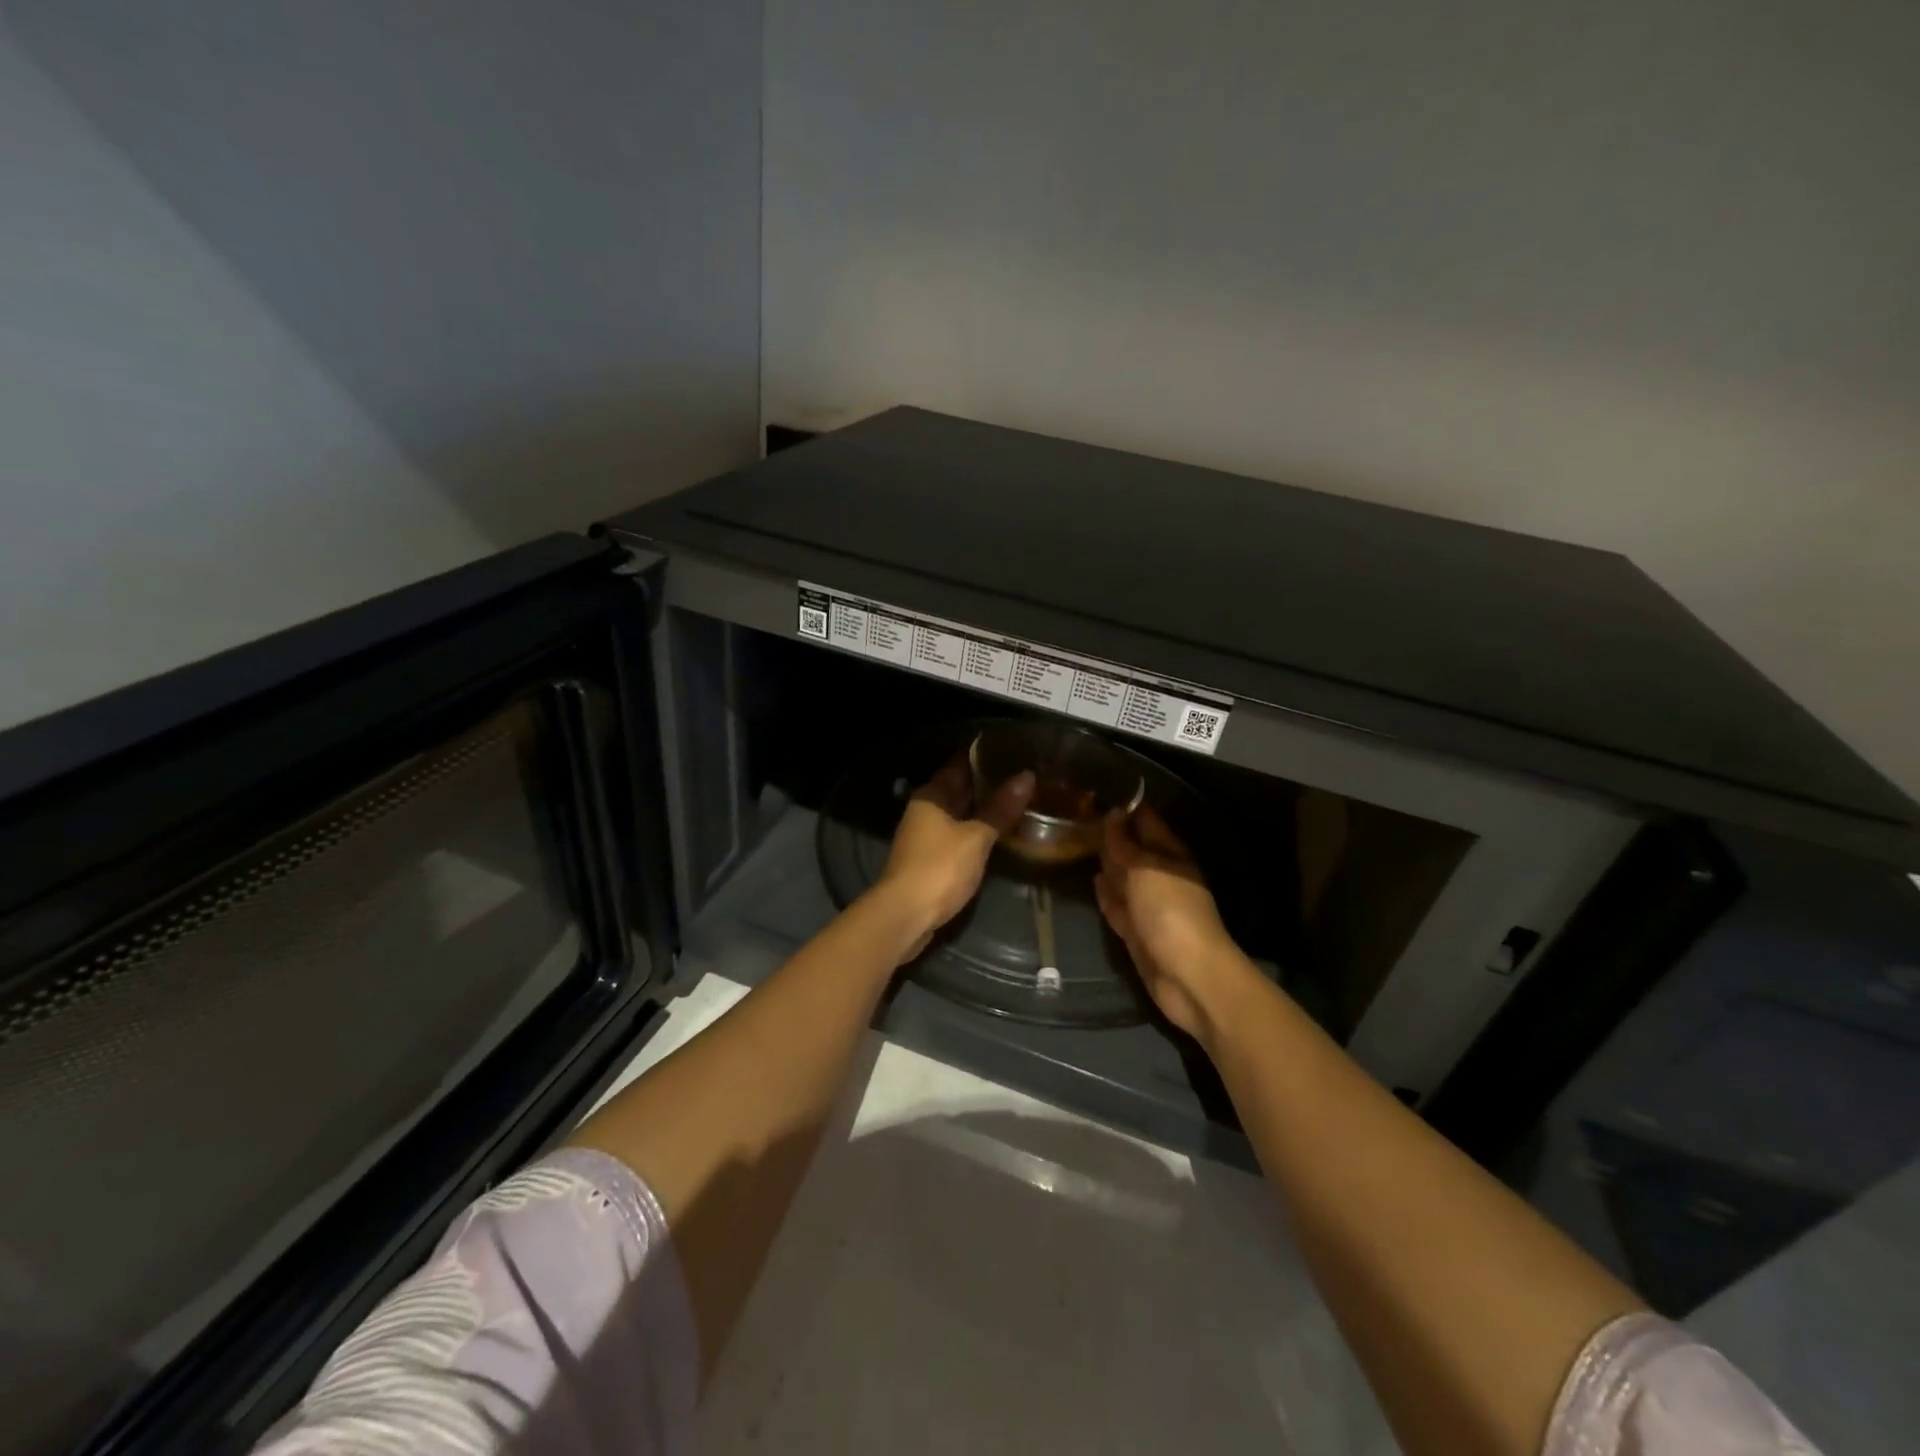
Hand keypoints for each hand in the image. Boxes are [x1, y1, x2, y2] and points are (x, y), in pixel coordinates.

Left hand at [873, 754, 1035, 961]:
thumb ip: (1000, 808)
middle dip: (986, 782)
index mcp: (932, 795)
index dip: (983, 754)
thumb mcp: (976, 837)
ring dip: (982, 807)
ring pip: (958, 812)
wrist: (905, 915)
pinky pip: (957, 833)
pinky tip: (997, 831)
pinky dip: (976, 829)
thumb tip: (1026, 776)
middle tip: (1022, 774)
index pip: (959, 763)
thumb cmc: (940, 868)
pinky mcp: (929, 858)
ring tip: (1017, 800)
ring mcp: (925, 834)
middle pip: (958, 787)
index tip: (1010, 747)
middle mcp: (925, 809)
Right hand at [1094, 806, 1253, 1043]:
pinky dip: (1107, 893)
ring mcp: (1149, 906)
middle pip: (1134, 850)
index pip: (1147, 822)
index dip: (1127, 808)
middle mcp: (1160, 876)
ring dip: (1108, 863)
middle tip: (1082, 815)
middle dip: (1113, 835)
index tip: (1101, 791)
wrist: (1188, 975)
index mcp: (1170, 856)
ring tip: (1081, 844)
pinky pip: (1118, 905)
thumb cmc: (1170, 912)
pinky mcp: (1137, 931)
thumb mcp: (1144, 870)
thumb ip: (1124, 845)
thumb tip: (1112, 815)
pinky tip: (1094, 880)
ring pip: (1124, 877)